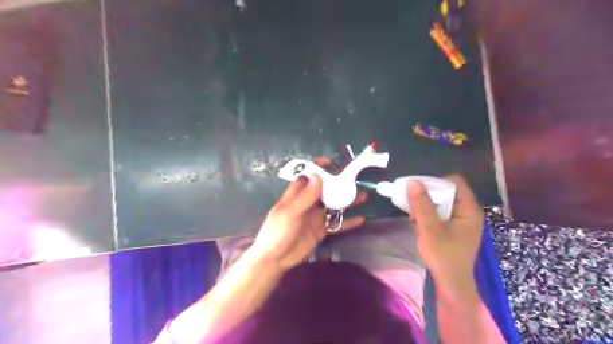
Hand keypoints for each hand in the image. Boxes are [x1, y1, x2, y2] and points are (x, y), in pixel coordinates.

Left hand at [250, 158, 364, 271]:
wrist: (275, 259)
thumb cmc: (278, 232)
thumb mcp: (291, 212)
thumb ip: (306, 196)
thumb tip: (318, 175)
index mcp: (296, 195)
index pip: (308, 177)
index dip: (318, 168)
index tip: (333, 163)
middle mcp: (307, 203)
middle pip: (324, 190)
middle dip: (338, 184)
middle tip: (354, 179)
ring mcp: (315, 217)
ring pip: (333, 206)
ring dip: (346, 201)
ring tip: (362, 195)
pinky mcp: (321, 230)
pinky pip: (336, 224)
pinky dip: (348, 222)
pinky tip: (361, 219)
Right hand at [406, 177, 485, 291]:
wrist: (451, 284)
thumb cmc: (443, 255)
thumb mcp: (430, 228)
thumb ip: (422, 204)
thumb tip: (413, 182)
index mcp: (469, 210)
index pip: (455, 182)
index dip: (436, 182)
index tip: (418, 189)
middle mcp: (468, 213)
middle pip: (447, 192)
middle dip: (428, 196)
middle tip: (412, 203)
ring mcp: (462, 222)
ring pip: (442, 204)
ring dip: (426, 207)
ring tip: (414, 217)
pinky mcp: (455, 230)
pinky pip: (441, 214)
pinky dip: (429, 216)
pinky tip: (419, 225)